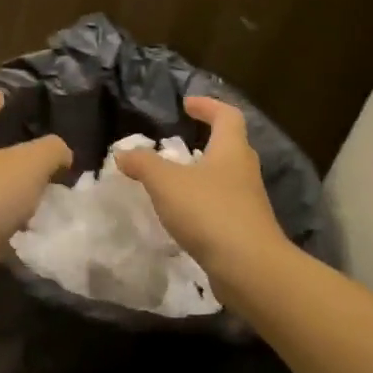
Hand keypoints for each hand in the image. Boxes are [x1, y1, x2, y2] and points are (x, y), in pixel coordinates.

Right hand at [113, 96, 288, 281]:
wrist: (249, 268)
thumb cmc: (209, 212)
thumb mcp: (166, 183)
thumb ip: (143, 164)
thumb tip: (123, 153)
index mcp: (231, 150)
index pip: (227, 116)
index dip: (208, 106)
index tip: (187, 104)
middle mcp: (244, 171)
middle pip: (230, 146)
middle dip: (207, 140)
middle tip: (180, 143)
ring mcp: (248, 202)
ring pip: (226, 178)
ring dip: (203, 174)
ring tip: (175, 180)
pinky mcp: (244, 229)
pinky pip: (222, 205)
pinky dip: (203, 202)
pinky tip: (183, 214)